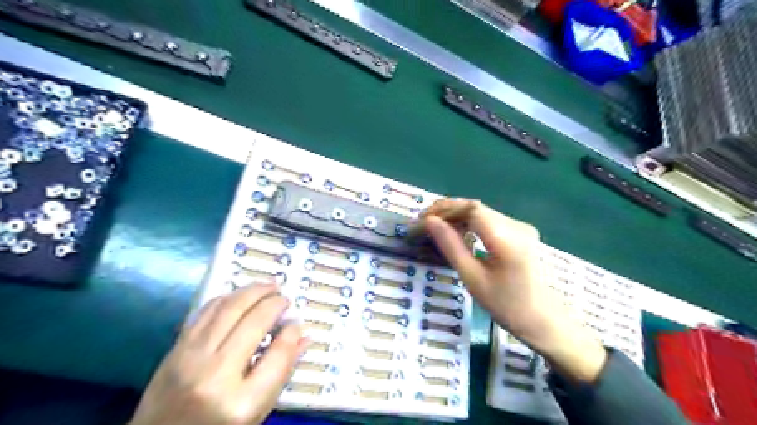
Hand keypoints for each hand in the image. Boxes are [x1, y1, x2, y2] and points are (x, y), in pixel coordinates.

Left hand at [129, 282, 307, 423]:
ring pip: (229, 309)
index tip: (297, 322)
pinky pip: (206, 312)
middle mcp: (216, 375)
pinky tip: (240, 296)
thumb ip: (281, 371)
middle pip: (254, 323)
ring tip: (268, 286)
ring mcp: (191, 359)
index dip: (292, 332)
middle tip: (284, 297)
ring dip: (252, 291)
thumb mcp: (256, 411)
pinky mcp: (176, 349)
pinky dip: (227, 298)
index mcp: (241, 401)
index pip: (278, 355)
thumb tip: (302, 335)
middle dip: (274, 303)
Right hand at [423, 199, 607, 385]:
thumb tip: (430, 222)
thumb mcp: (472, 278)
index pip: (472, 209)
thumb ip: (451, 246)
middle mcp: (516, 225)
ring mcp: (521, 227)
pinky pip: (490, 220)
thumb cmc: (506, 305)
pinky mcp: (521, 232)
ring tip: (438, 227)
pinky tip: (459, 233)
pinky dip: (470, 222)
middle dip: (449, 211)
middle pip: (476, 207)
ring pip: (482, 212)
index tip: (424, 218)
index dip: (445, 209)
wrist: (543, 320)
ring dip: (458, 216)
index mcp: (507, 239)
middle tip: (426, 222)